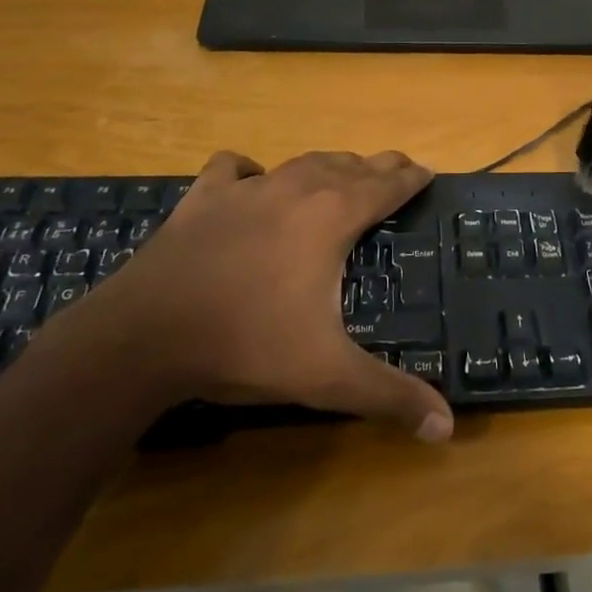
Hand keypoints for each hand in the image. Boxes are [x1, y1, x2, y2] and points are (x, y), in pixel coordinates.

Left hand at [72, 150, 452, 441]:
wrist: (145, 335)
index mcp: (332, 217)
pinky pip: (233, 167)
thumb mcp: (326, 376)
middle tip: (397, 168)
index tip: (427, 170)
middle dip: (378, 166)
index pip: (385, 186)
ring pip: (301, 162)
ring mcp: (246, 190)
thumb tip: (447, 429)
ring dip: (329, 164)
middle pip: (349, 166)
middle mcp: (296, 190)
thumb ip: (389, 396)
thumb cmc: (246, 344)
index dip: (410, 178)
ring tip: (343, 170)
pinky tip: (252, 178)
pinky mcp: (203, 198)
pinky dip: (250, 169)